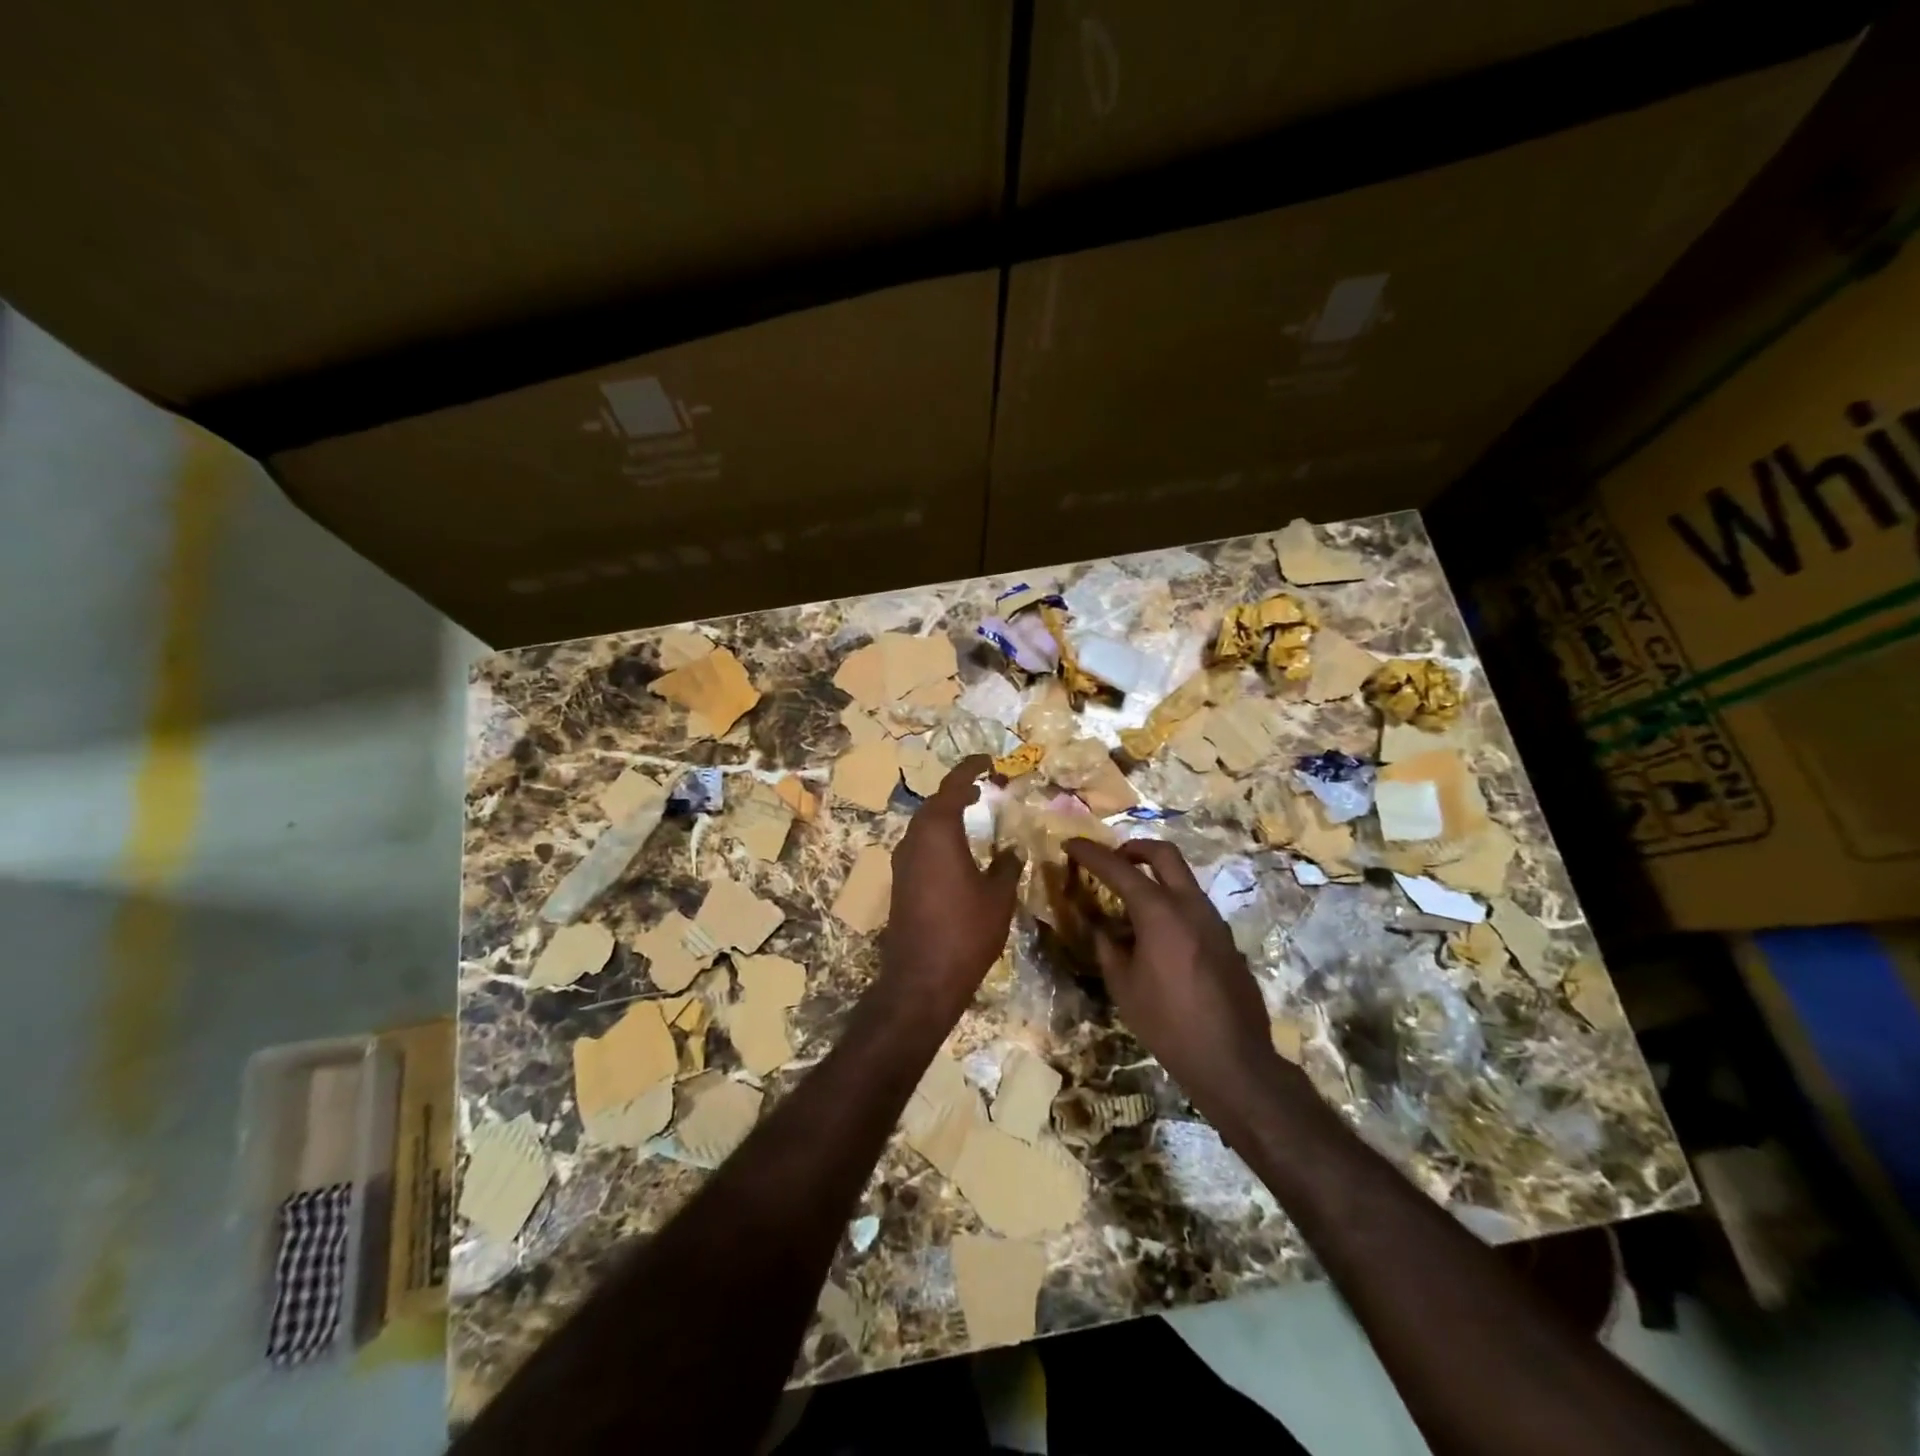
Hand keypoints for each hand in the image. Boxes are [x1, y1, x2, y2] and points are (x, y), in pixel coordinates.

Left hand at [879, 756, 1020, 1024]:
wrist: (921, 979)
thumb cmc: (965, 931)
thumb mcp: (998, 897)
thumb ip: (1007, 867)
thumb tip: (1013, 850)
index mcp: (937, 832)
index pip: (953, 786)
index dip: (970, 768)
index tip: (988, 760)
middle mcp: (914, 839)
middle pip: (934, 803)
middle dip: (958, 790)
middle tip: (983, 787)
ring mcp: (902, 862)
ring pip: (924, 824)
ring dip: (946, 813)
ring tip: (972, 810)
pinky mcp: (900, 882)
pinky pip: (920, 845)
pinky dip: (939, 836)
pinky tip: (957, 849)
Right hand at [1062, 837, 1282, 1126]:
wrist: (1232, 1060)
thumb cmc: (1168, 1023)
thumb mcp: (1123, 986)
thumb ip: (1107, 947)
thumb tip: (1100, 928)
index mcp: (1160, 912)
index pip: (1119, 869)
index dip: (1091, 853)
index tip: (1070, 843)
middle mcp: (1190, 905)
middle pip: (1163, 853)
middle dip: (1133, 848)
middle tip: (1111, 860)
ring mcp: (1213, 920)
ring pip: (1182, 877)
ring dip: (1154, 875)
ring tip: (1129, 901)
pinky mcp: (1225, 938)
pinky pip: (1193, 904)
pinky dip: (1170, 901)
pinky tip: (1155, 934)